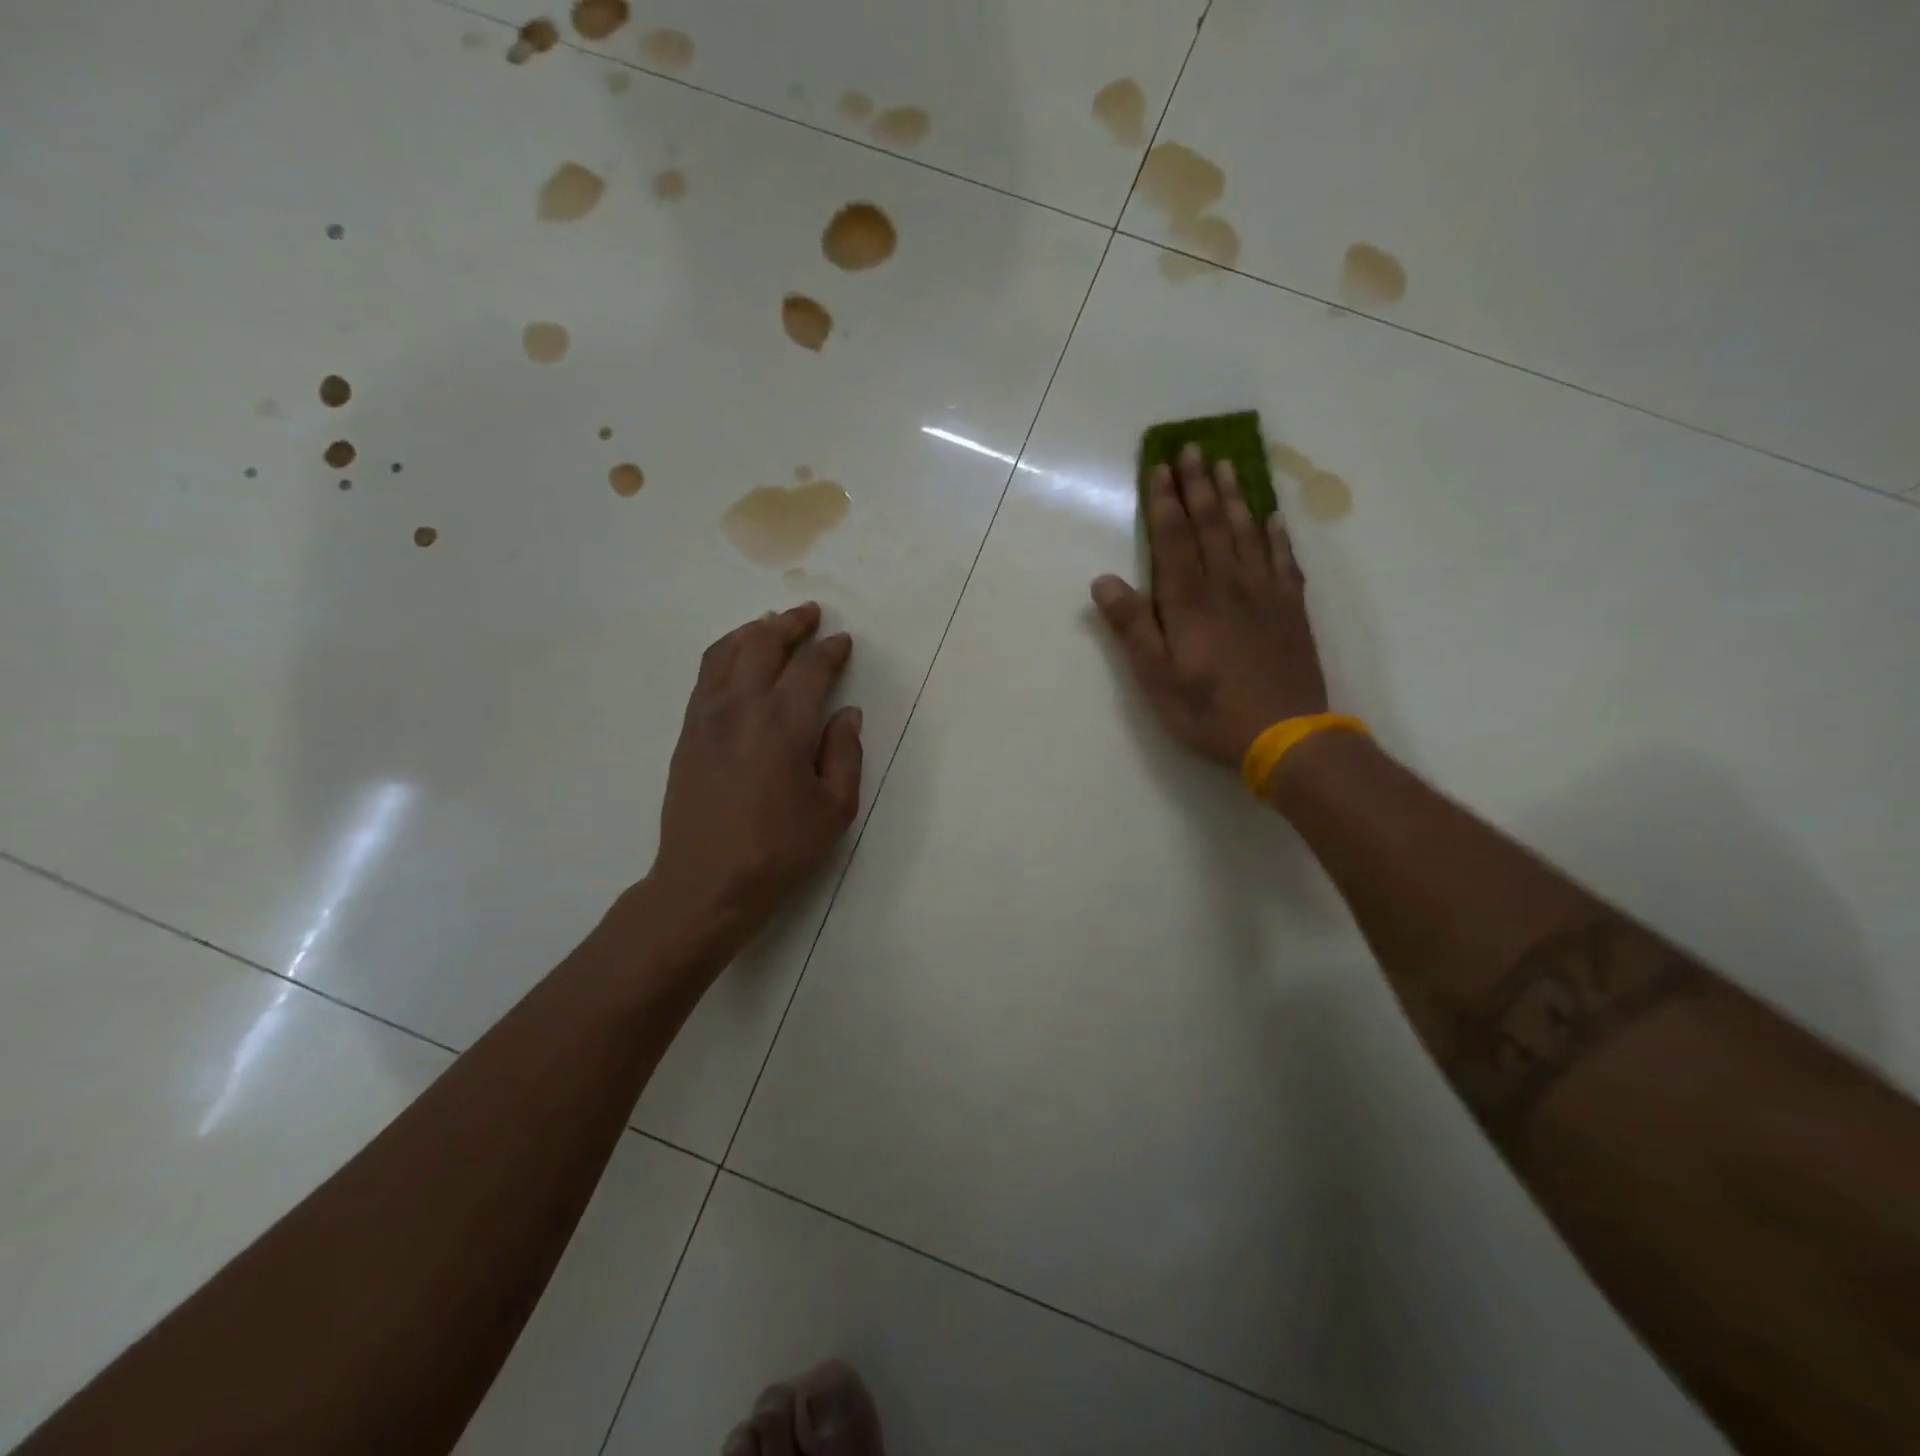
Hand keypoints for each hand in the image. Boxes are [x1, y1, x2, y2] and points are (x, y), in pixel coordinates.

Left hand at [646, 602, 862, 949]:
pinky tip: (737, 658)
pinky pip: (706, 674)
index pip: (811, 668)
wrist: (707, 880)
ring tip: (772, 624)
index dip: (830, 650)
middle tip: (809, 614)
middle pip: (764, 644)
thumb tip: (847, 713)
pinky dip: (726, 652)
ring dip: (754, 630)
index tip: (843, 642)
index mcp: (784, 724)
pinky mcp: (688, 731)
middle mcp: (743, 707)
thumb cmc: (779, 848)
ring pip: (728, 651)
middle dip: (790, 623)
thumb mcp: (835, 809)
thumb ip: (845, 753)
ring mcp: (708, 715)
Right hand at [1091, 444, 1327, 769]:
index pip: (1174, 539)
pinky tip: (1271, 517)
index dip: (1165, 502)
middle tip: (1193, 447)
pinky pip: (1283, 559)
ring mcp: (1265, 594)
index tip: (1160, 467)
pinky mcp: (1291, 609)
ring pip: (1247, 533)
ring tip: (1226, 464)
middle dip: (1198, 485)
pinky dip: (1275, 534)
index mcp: (1190, 602)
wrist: (1287, 736)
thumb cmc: (1210, 712)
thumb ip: (1132, 628)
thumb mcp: (1156, 679)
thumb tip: (1103, 581)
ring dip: (1234, 497)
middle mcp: (1228, 586)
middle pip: (1212, 525)